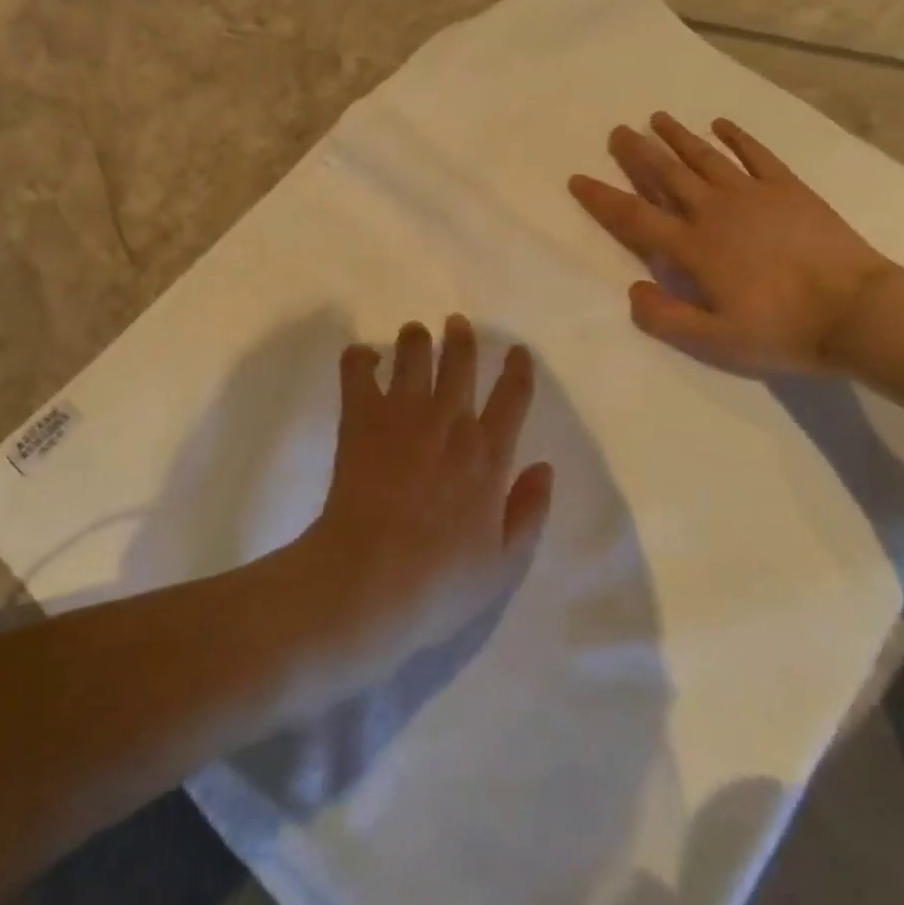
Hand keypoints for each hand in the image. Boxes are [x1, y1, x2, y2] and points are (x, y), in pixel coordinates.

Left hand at [296, 317, 554, 669]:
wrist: (370, 580)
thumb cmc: (441, 581)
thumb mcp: (504, 562)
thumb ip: (530, 511)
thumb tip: (545, 467)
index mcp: (488, 455)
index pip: (513, 396)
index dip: (518, 368)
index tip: (518, 351)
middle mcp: (449, 422)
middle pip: (461, 362)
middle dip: (462, 337)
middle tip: (456, 323)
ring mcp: (403, 415)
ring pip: (414, 356)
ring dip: (416, 339)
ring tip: (414, 333)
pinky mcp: (361, 418)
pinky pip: (358, 372)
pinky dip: (360, 358)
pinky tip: (364, 357)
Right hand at [569, 113, 897, 376]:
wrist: (858, 312)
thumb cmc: (782, 329)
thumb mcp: (714, 341)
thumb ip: (666, 317)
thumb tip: (632, 289)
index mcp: (692, 248)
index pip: (634, 217)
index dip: (602, 198)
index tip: (578, 178)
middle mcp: (714, 212)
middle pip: (666, 175)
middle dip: (637, 152)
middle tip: (618, 131)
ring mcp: (753, 195)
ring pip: (705, 157)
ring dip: (678, 136)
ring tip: (657, 118)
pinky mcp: (789, 189)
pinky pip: (756, 155)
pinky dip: (737, 137)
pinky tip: (721, 123)